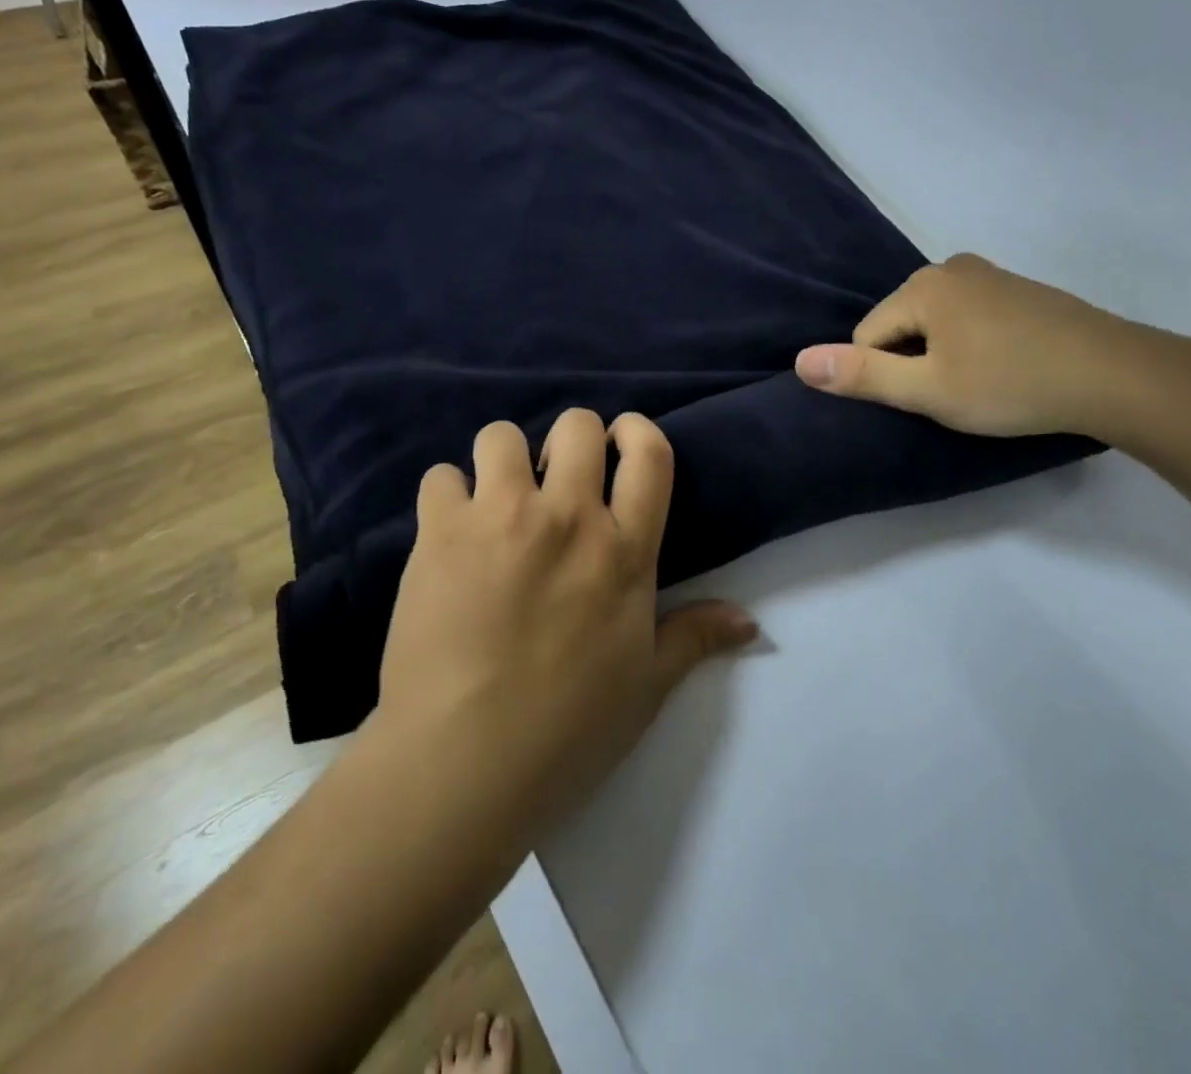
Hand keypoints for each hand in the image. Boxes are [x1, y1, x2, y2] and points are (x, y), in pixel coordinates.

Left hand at [374, 408, 757, 827]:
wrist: (462, 764)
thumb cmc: (567, 731)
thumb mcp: (646, 687)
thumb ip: (695, 639)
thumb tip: (750, 621)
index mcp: (624, 551)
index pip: (648, 454)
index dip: (636, 430)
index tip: (622, 438)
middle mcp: (567, 517)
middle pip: (576, 426)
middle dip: (570, 439)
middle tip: (556, 479)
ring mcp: (500, 518)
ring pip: (503, 437)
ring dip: (503, 460)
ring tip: (496, 500)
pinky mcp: (440, 532)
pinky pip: (440, 476)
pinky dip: (447, 497)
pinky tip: (447, 533)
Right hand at [794, 253, 1150, 437]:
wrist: (1116, 375)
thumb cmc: (1011, 384)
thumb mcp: (928, 390)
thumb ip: (861, 376)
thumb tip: (800, 361)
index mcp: (923, 285)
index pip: (868, 335)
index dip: (886, 375)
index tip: (926, 398)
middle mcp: (950, 267)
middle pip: (900, 324)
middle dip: (914, 361)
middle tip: (955, 393)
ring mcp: (989, 274)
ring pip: (935, 322)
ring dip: (943, 353)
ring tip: (981, 383)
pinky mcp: (1018, 289)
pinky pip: (969, 317)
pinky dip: (973, 342)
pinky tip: (1003, 366)